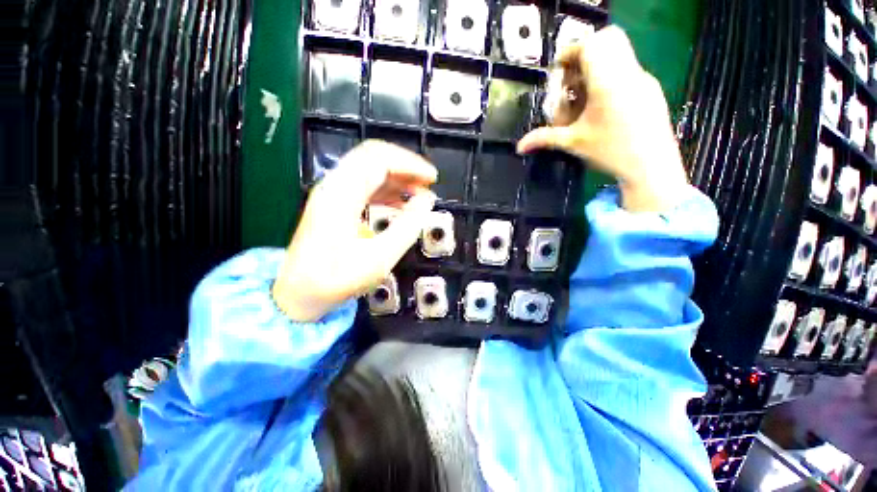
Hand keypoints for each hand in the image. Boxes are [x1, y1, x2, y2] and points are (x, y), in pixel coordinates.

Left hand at [272, 140, 436, 321]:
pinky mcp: (335, 203)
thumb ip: (408, 226)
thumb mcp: (380, 257)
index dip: (410, 164)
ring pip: (369, 168)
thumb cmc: (338, 279)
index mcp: (342, 194)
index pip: (379, 159)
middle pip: (372, 156)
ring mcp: (332, 192)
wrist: (299, 294)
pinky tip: (401, 203)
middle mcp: (334, 185)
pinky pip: (364, 185)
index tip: (432, 178)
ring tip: (419, 192)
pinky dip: (386, 189)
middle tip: (427, 183)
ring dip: (397, 176)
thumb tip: (427, 201)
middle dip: (405, 165)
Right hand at [517, 26, 688, 212]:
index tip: (559, 71)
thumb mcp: (573, 144)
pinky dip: (610, 77)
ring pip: (618, 54)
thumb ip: (544, 139)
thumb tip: (519, 147)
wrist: (651, 166)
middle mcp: (628, 72)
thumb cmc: (611, 152)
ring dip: (597, 67)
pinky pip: (628, 69)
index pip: (590, 45)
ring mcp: (643, 78)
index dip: (571, 52)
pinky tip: (602, 106)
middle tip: (571, 81)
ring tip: (584, 97)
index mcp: (608, 82)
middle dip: (584, 56)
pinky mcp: (650, 88)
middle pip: (607, 40)